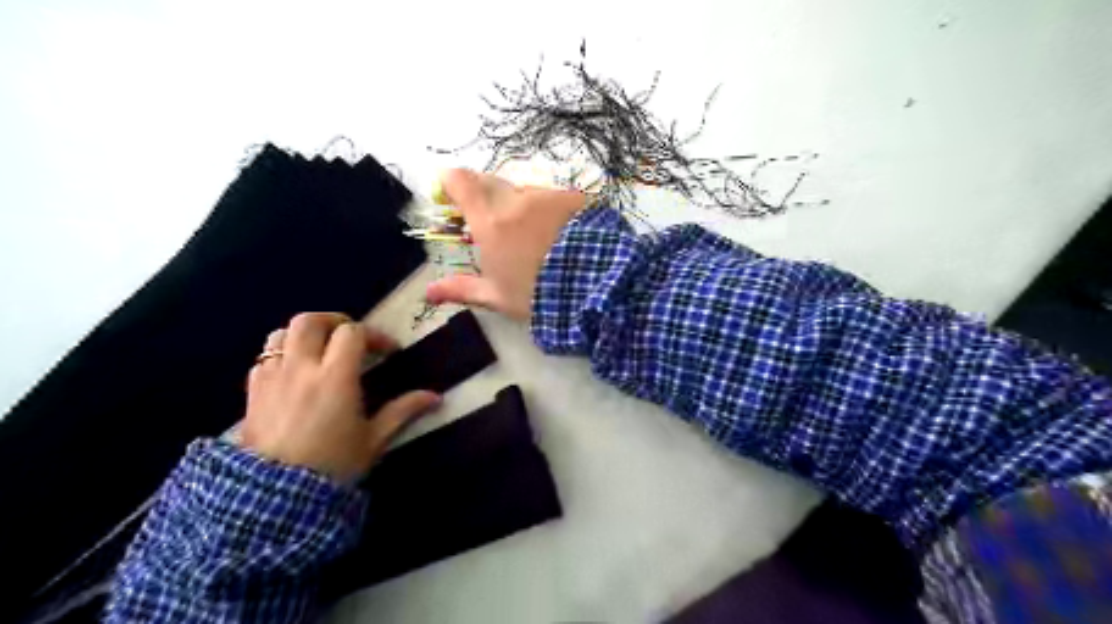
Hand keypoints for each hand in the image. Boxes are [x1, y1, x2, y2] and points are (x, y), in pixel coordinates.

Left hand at [241, 313, 439, 481]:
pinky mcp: (253, 393)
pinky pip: (264, 359)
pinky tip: (294, 373)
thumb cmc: (333, 465)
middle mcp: (301, 368)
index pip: (352, 333)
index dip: (373, 336)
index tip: (388, 352)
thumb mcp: (374, 439)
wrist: (276, 498)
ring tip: (320, 350)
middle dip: (334, 321)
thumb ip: (403, 411)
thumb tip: (436, 397)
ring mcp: (272, 378)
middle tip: (350, 336)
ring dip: (303, 335)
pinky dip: (281, 355)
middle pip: (309, 321)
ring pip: (281, 334)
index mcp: (335, 377)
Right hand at [423, 167, 585, 321]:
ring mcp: (547, 195)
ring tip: (534, 236)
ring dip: (521, 206)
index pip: (461, 182)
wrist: (594, 285)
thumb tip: (428, 292)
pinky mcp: (574, 198)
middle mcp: (516, 199)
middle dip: (484, 194)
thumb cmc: (538, 294)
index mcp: (490, 221)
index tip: (452, 193)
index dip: (453, 182)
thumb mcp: (497, 297)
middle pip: (490, 181)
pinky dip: (549, 210)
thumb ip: (462, 289)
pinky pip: (553, 198)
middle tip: (492, 221)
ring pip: (525, 192)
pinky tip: (561, 234)